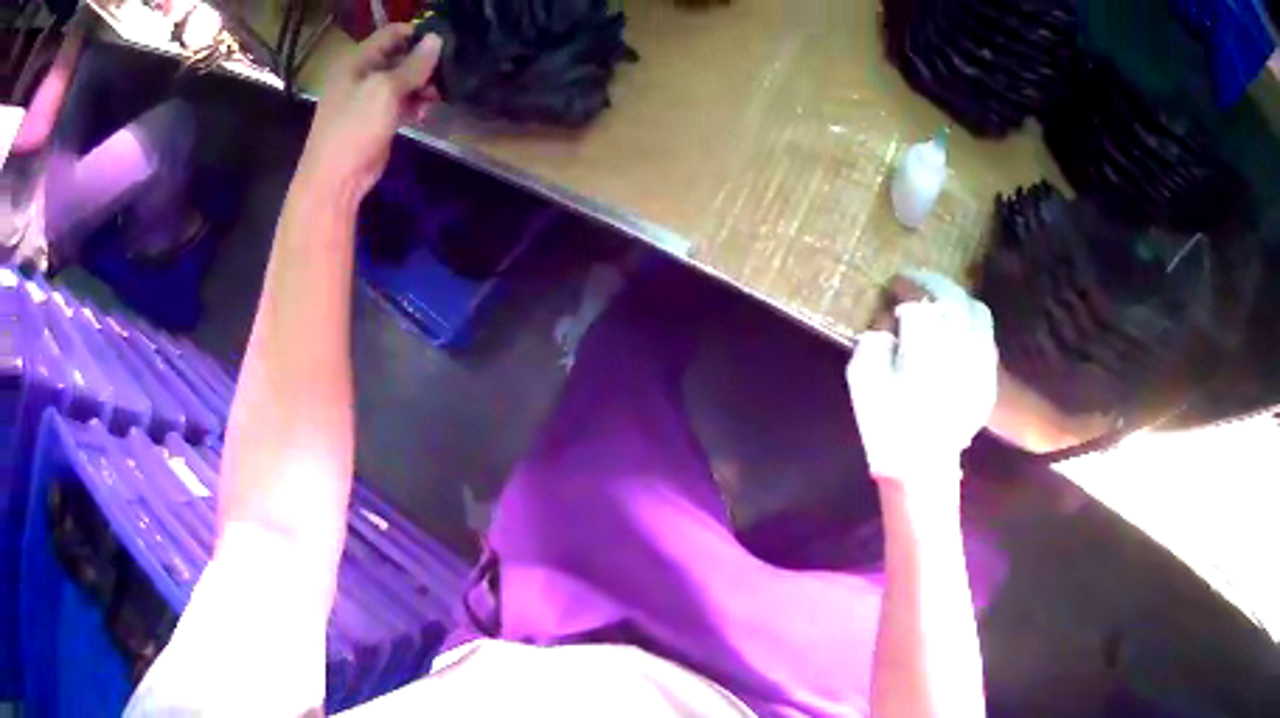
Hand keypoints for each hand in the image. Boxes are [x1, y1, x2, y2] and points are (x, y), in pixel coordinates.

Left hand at [297, 25, 441, 200]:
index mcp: (357, 62)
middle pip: (399, 57)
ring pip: (402, 81)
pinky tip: (424, 114)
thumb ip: (413, 65)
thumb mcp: (385, 91)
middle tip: (443, 76)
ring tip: (435, 98)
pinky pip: (399, 103)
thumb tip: (436, 39)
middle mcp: (361, 75)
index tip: (443, 45)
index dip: (417, 35)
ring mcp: (367, 99)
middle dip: (423, 64)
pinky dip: (414, 104)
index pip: (391, 34)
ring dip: (421, 86)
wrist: (334, 181)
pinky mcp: (375, 120)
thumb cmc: (354, 129)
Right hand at [846, 270, 997, 489]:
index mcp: (924, 348)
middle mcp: (958, 347)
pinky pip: (986, 334)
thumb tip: (891, 319)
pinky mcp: (988, 376)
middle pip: (951, 297)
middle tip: (913, 281)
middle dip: (930, 282)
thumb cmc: (887, 423)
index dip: (904, 287)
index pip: (918, 300)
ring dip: (955, 296)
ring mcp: (979, 362)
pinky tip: (956, 325)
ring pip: (975, 310)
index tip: (891, 286)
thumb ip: (874, 338)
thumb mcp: (862, 379)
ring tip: (937, 298)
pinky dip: (971, 319)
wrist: (921, 467)